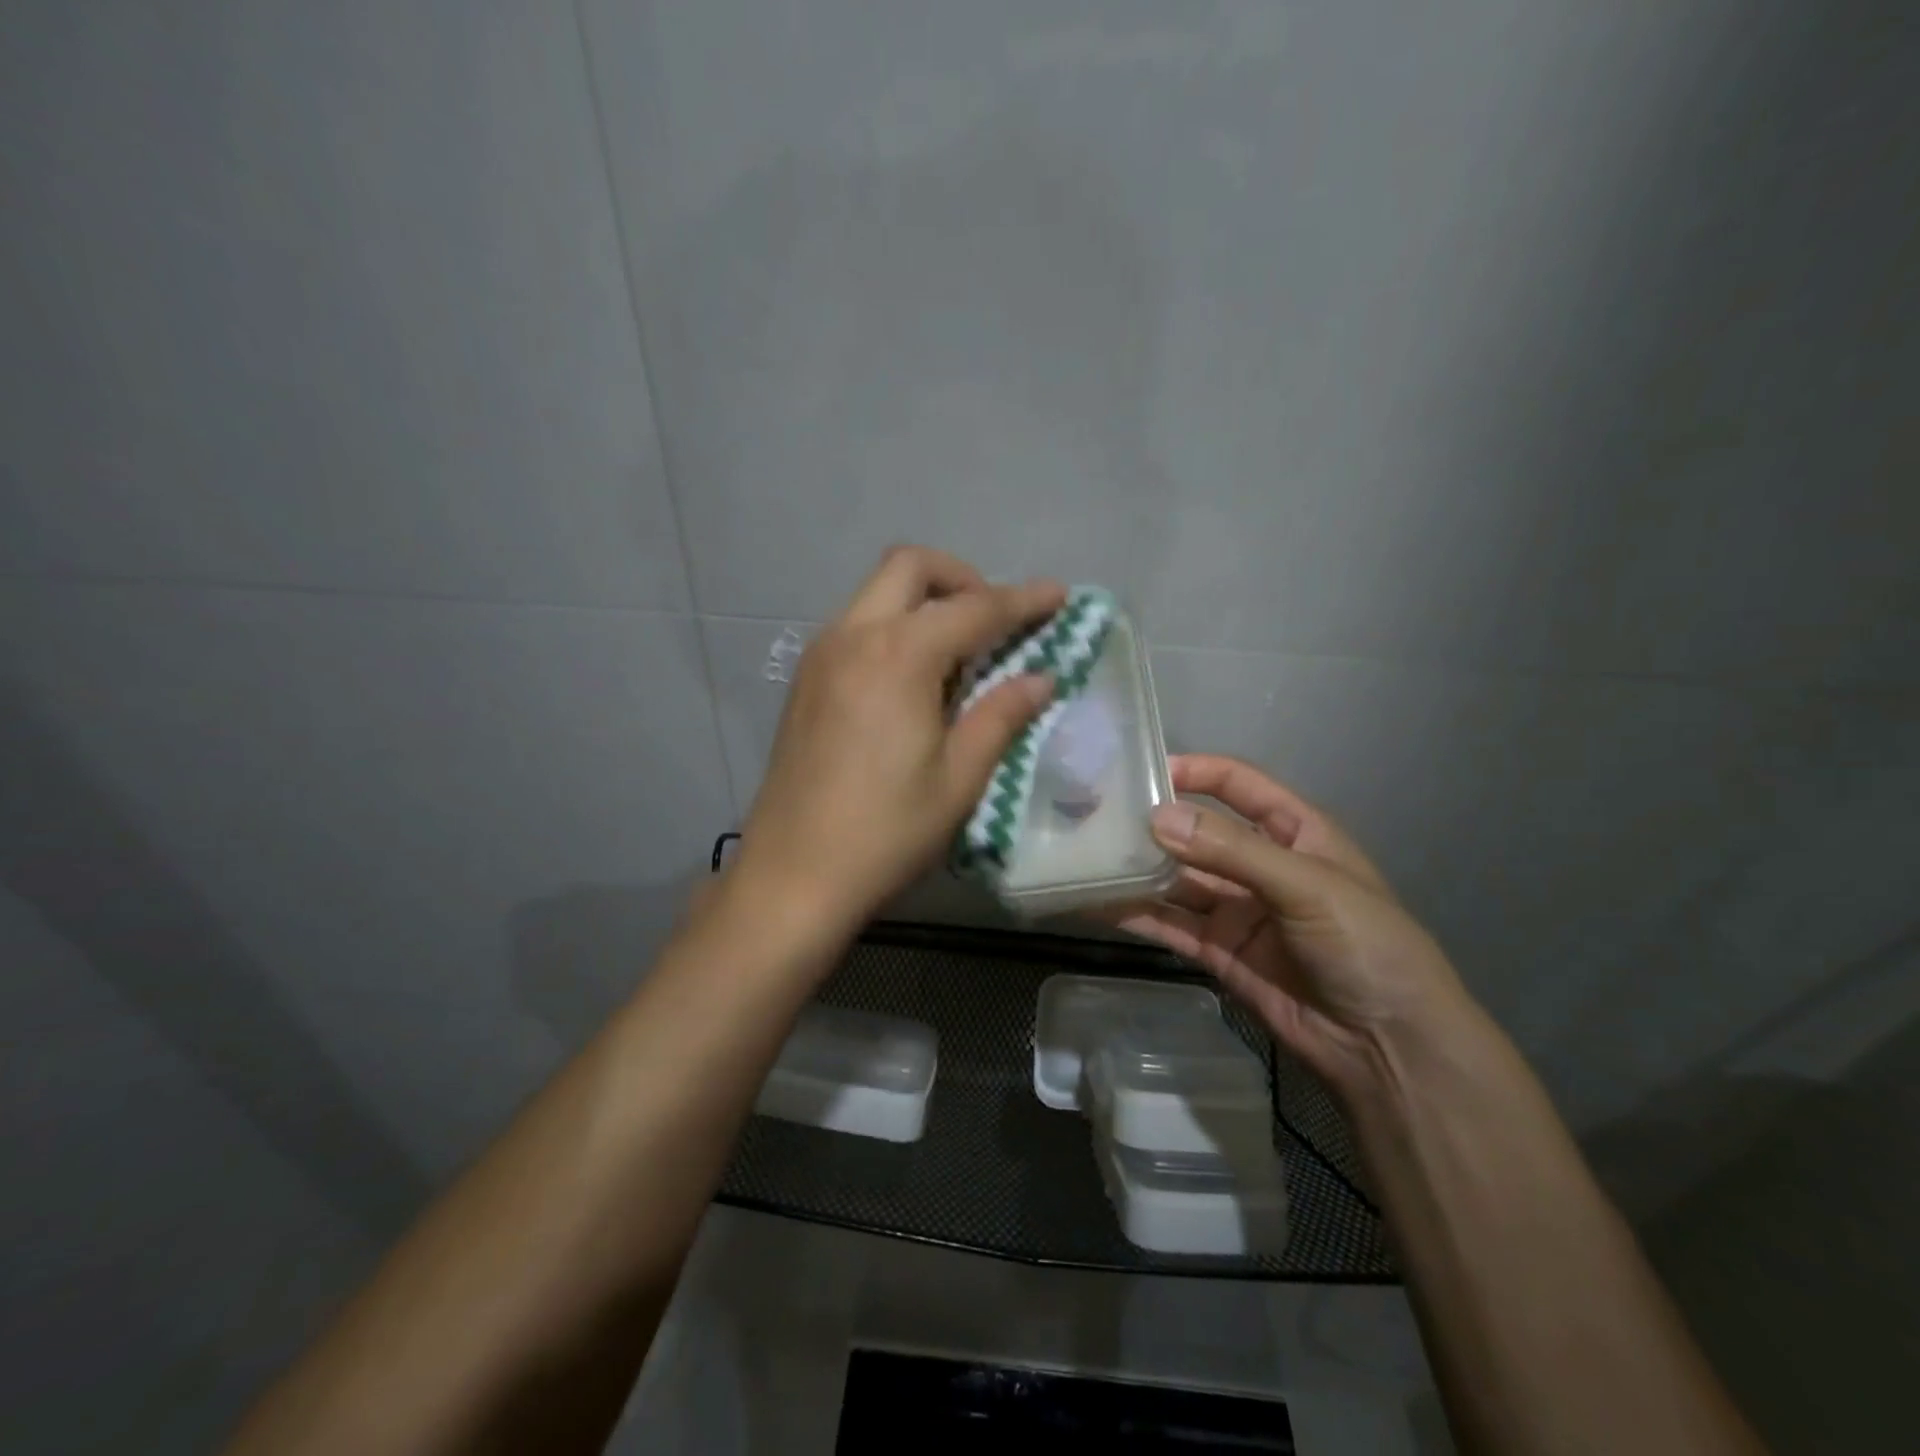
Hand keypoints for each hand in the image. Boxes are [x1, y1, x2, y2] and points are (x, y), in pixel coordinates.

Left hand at [735, 547, 1065, 933]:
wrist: (793, 875)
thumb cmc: (886, 831)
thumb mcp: (959, 778)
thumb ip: (1001, 716)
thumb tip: (1041, 678)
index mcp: (898, 655)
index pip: (974, 609)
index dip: (1023, 600)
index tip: (1059, 595)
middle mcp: (853, 636)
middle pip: (910, 567)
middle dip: (962, 578)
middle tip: (995, 621)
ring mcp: (820, 655)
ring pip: (878, 593)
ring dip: (924, 601)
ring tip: (959, 653)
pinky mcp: (805, 680)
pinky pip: (856, 625)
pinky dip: (894, 627)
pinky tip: (912, 678)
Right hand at [1112, 755, 1475, 1102]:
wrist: (1390, 1048)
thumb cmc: (1367, 946)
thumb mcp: (1308, 885)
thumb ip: (1233, 851)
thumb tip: (1158, 819)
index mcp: (1294, 832)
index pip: (1238, 785)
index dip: (1195, 772)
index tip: (1142, 769)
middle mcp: (1259, 864)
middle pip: (1197, 833)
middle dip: (1151, 824)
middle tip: (1094, 815)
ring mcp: (1236, 909)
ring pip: (1175, 880)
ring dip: (1135, 870)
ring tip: (1083, 855)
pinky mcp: (1217, 951)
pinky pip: (1169, 924)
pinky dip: (1134, 914)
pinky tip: (1095, 903)